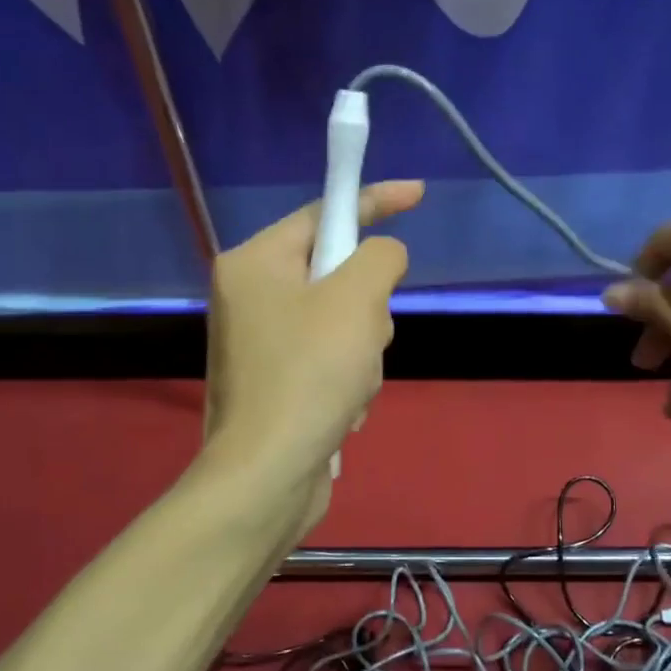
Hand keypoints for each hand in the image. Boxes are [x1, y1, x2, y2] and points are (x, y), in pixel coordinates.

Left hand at [203, 180, 423, 527]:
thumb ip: (381, 258)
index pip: (324, 212)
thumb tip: (384, 257)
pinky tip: (341, 410)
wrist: (268, 476)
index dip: (375, 200)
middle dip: (367, 307)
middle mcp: (252, 296)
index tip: (418, 194)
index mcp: (256, 263)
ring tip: (351, 385)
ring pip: (344, 321)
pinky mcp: (278, 382)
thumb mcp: (358, 300)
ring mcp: (263, 342)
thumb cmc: (310, 374)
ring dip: (363, 351)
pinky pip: (332, 358)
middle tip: (365, 337)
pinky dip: (348, 379)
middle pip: (338, 273)